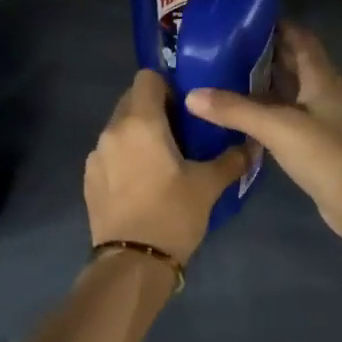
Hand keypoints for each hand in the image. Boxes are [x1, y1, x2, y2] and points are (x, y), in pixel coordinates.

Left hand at [86, 69, 247, 263]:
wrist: (131, 264)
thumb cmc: (172, 215)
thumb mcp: (209, 186)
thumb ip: (231, 159)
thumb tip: (252, 144)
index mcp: (140, 123)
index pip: (147, 77)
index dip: (168, 86)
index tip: (186, 107)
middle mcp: (112, 131)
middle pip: (131, 101)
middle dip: (154, 109)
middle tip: (180, 132)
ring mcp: (96, 156)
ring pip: (119, 128)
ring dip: (139, 134)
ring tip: (162, 160)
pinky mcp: (89, 179)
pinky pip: (110, 153)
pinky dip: (126, 156)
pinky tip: (143, 183)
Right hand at [185, 24, 341, 238]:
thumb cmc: (322, 153)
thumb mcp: (275, 126)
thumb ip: (235, 110)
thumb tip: (192, 95)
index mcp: (321, 77)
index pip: (301, 39)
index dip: (278, 26)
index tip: (246, 21)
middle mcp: (324, 92)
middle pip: (295, 63)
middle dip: (266, 53)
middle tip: (228, 48)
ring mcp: (322, 118)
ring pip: (291, 91)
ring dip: (266, 83)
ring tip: (229, 77)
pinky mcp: (317, 142)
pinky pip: (289, 116)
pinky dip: (269, 110)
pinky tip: (245, 115)